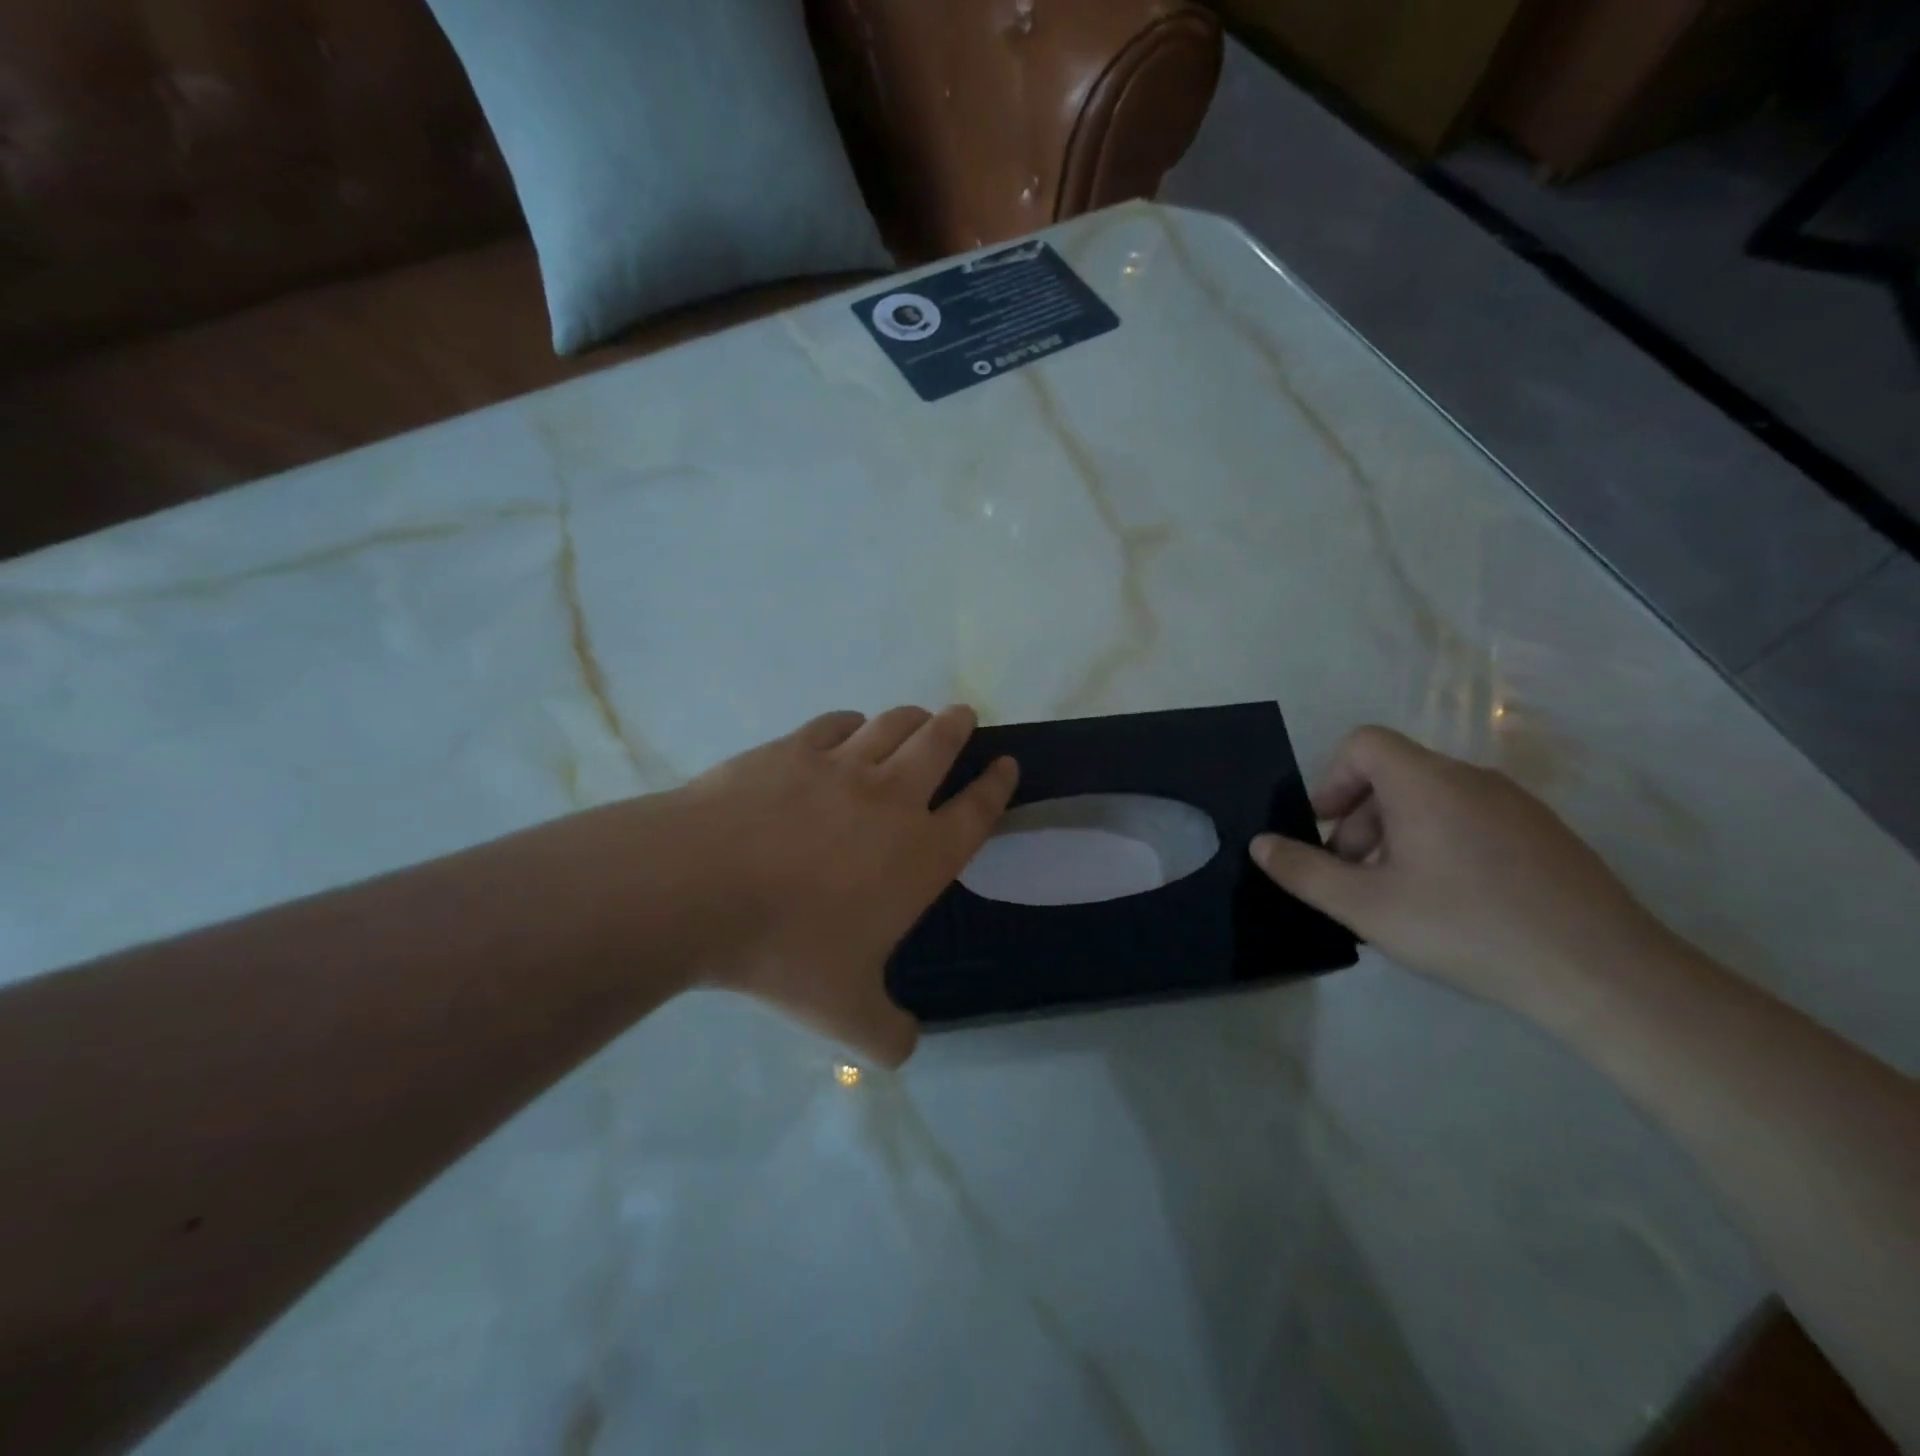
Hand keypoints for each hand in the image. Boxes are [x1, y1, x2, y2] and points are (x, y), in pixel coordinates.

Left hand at [669, 705, 1016, 1066]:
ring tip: (917, 718)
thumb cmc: (785, 949)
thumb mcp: (844, 1014)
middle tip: (965, 715)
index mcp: (920, 854)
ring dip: (912, 718)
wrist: (700, 888)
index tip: (1007, 764)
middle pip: (940, 746)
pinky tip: (848, 728)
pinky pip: (836, 724)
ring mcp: (841, 766)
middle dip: (959, 728)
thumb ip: (886, 1035)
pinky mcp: (793, 749)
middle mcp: (891, 798)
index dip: (997, 785)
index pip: (976, 810)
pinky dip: (852, 723)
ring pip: (892, 725)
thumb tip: (905, 1049)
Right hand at [1250, 726, 1674, 1013]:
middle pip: (1395, 775)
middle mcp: (1471, 779)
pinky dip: (1441, 845)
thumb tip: (1260, 844)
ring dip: (1397, 836)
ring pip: (1433, 801)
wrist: (1604, 974)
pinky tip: (1453, 905)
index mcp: (1425, 782)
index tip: (1325, 831)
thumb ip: (1303, 871)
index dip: (1331, 780)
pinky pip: (1472, 821)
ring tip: (1399, 897)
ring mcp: (1516, 806)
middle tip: (1354, 878)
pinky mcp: (1546, 836)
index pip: (1363, 743)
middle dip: (1359, 820)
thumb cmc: (1467, 927)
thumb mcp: (1365, 907)